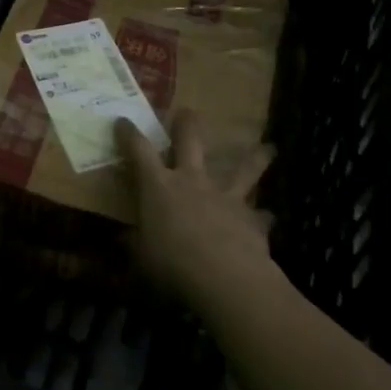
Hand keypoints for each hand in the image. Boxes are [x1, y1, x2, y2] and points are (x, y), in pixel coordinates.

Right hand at [115, 111, 277, 309]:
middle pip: (190, 141)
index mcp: (158, 186)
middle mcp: (192, 181)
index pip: (138, 151)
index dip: (129, 134)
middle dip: (186, 125)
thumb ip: (134, 245)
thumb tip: (121, 240)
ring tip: (269, 148)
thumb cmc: (172, 265)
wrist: (226, 278)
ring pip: (243, 168)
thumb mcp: (141, 258)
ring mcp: (225, 196)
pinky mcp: (251, 217)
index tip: (122, 121)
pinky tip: (268, 217)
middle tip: (188, 112)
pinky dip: (262, 216)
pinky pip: (259, 214)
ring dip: (255, 157)